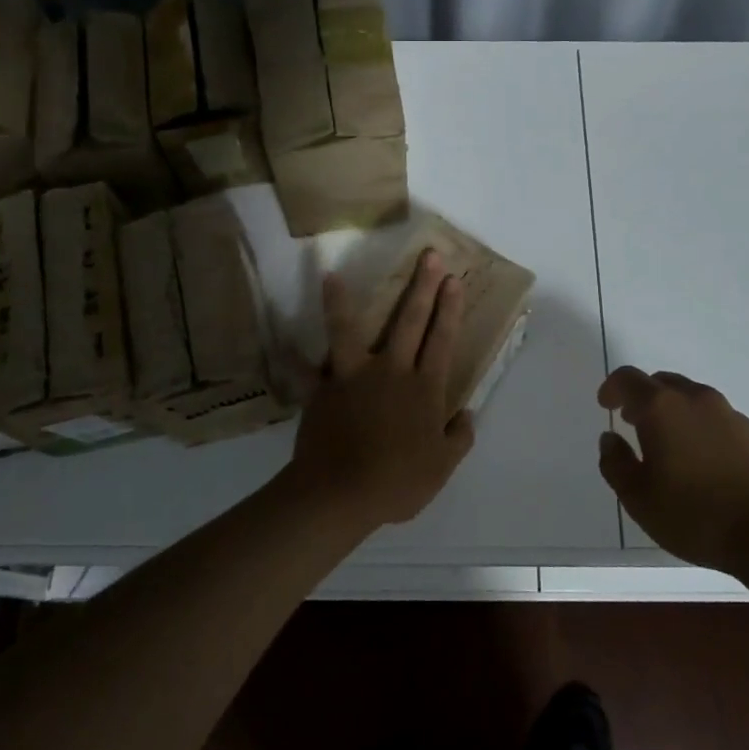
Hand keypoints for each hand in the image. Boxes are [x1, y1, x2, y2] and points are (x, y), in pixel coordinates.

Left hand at [286, 249, 476, 529]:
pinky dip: (291, 359)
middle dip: (422, 286)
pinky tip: (280, 342)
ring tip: (334, 275)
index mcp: (424, 388)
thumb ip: (459, 437)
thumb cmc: (398, 482)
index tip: (454, 279)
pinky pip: (304, 371)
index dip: (450, 308)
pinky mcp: (322, 390)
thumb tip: (468, 414)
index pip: (442, 339)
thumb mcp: (443, 467)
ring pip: (349, 329)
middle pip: (410, 321)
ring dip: (342, 301)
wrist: (342, 494)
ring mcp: (353, 376)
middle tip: (429, 255)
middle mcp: (391, 371)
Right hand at [597, 367, 748, 575]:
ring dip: (676, 414)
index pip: (629, 379)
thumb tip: (610, 439)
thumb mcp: (639, 498)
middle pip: (664, 383)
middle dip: (644, 398)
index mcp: (663, 408)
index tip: (606, 405)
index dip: (612, 388)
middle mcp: (698, 400)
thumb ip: (616, 463)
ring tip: (670, 448)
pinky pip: (721, 422)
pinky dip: (704, 431)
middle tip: (634, 423)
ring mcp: (734, 417)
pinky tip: (705, 466)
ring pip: (694, 400)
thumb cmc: (696, 516)